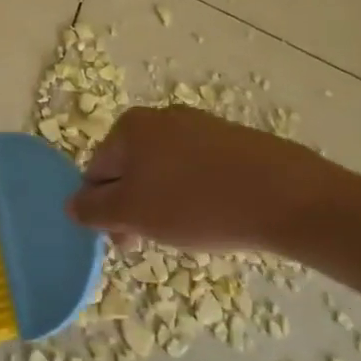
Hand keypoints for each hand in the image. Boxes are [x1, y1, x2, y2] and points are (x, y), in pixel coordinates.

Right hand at [67, 105, 340, 252]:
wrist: (289, 197)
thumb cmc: (197, 203)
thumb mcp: (133, 213)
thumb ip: (93, 210)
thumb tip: (71, 205)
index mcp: (130, 127)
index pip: (96, 172)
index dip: (104, 211)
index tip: (128, 242)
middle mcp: (160, 117)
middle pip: (129, 170)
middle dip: (134, 208)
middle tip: (154, 242)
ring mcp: (200, 126)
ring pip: (163, 172)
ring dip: (164, 204)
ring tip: (189, 232)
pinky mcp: (233, 141)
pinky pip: (197, 171)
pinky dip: (196, 195)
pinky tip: (215, 216)